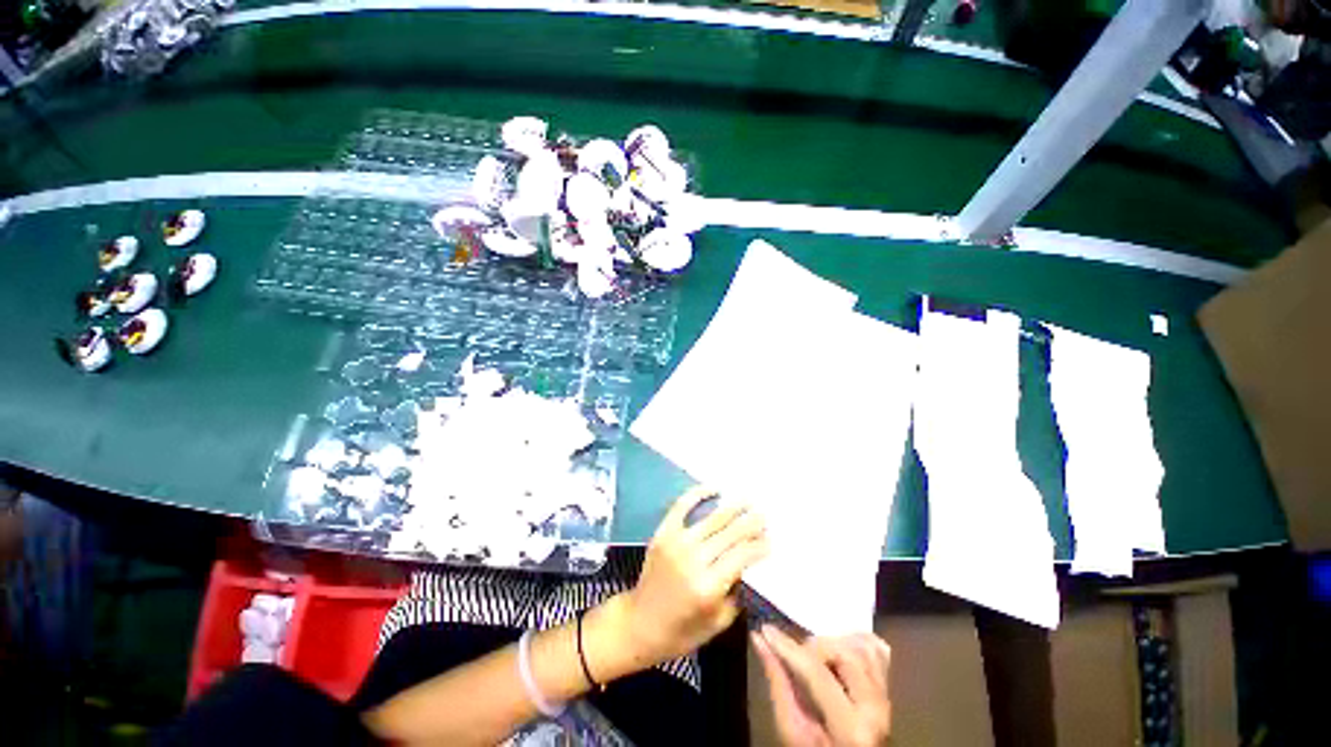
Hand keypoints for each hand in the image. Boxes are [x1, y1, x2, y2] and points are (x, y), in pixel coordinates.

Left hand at [624, 487, 768, 665]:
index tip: (772, 543)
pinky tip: (716, 489)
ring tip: (751, 501)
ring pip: (713, 519)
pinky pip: (680, 508)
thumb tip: (750, 566)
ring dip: (735, 508)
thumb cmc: (683, 631)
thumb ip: (738, 591)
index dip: (761, 546)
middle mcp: (693, 560)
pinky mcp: (661, 537)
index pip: (744, 554)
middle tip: (767, 518)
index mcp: (709, 585)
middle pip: (732, 533)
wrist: (638, 624)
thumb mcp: (720, 620)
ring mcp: (675, 545)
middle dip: (753, 523)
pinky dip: (698, 495)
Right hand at [753, 626, 891, 746]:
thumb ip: (781, 691)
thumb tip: (764, 648)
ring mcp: (887, 692)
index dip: (789, 650)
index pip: (818, 675)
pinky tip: (837, 647)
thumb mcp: (792, 731)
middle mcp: (876, 703)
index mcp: (849, 724)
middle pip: (849, 654)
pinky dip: (856, 641)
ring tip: (811, 654)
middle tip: (790, 651)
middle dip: (815, 647)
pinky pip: (879, 650)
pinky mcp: (888, 686)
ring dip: (835, 643)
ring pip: (867, 646)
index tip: (766, 631)